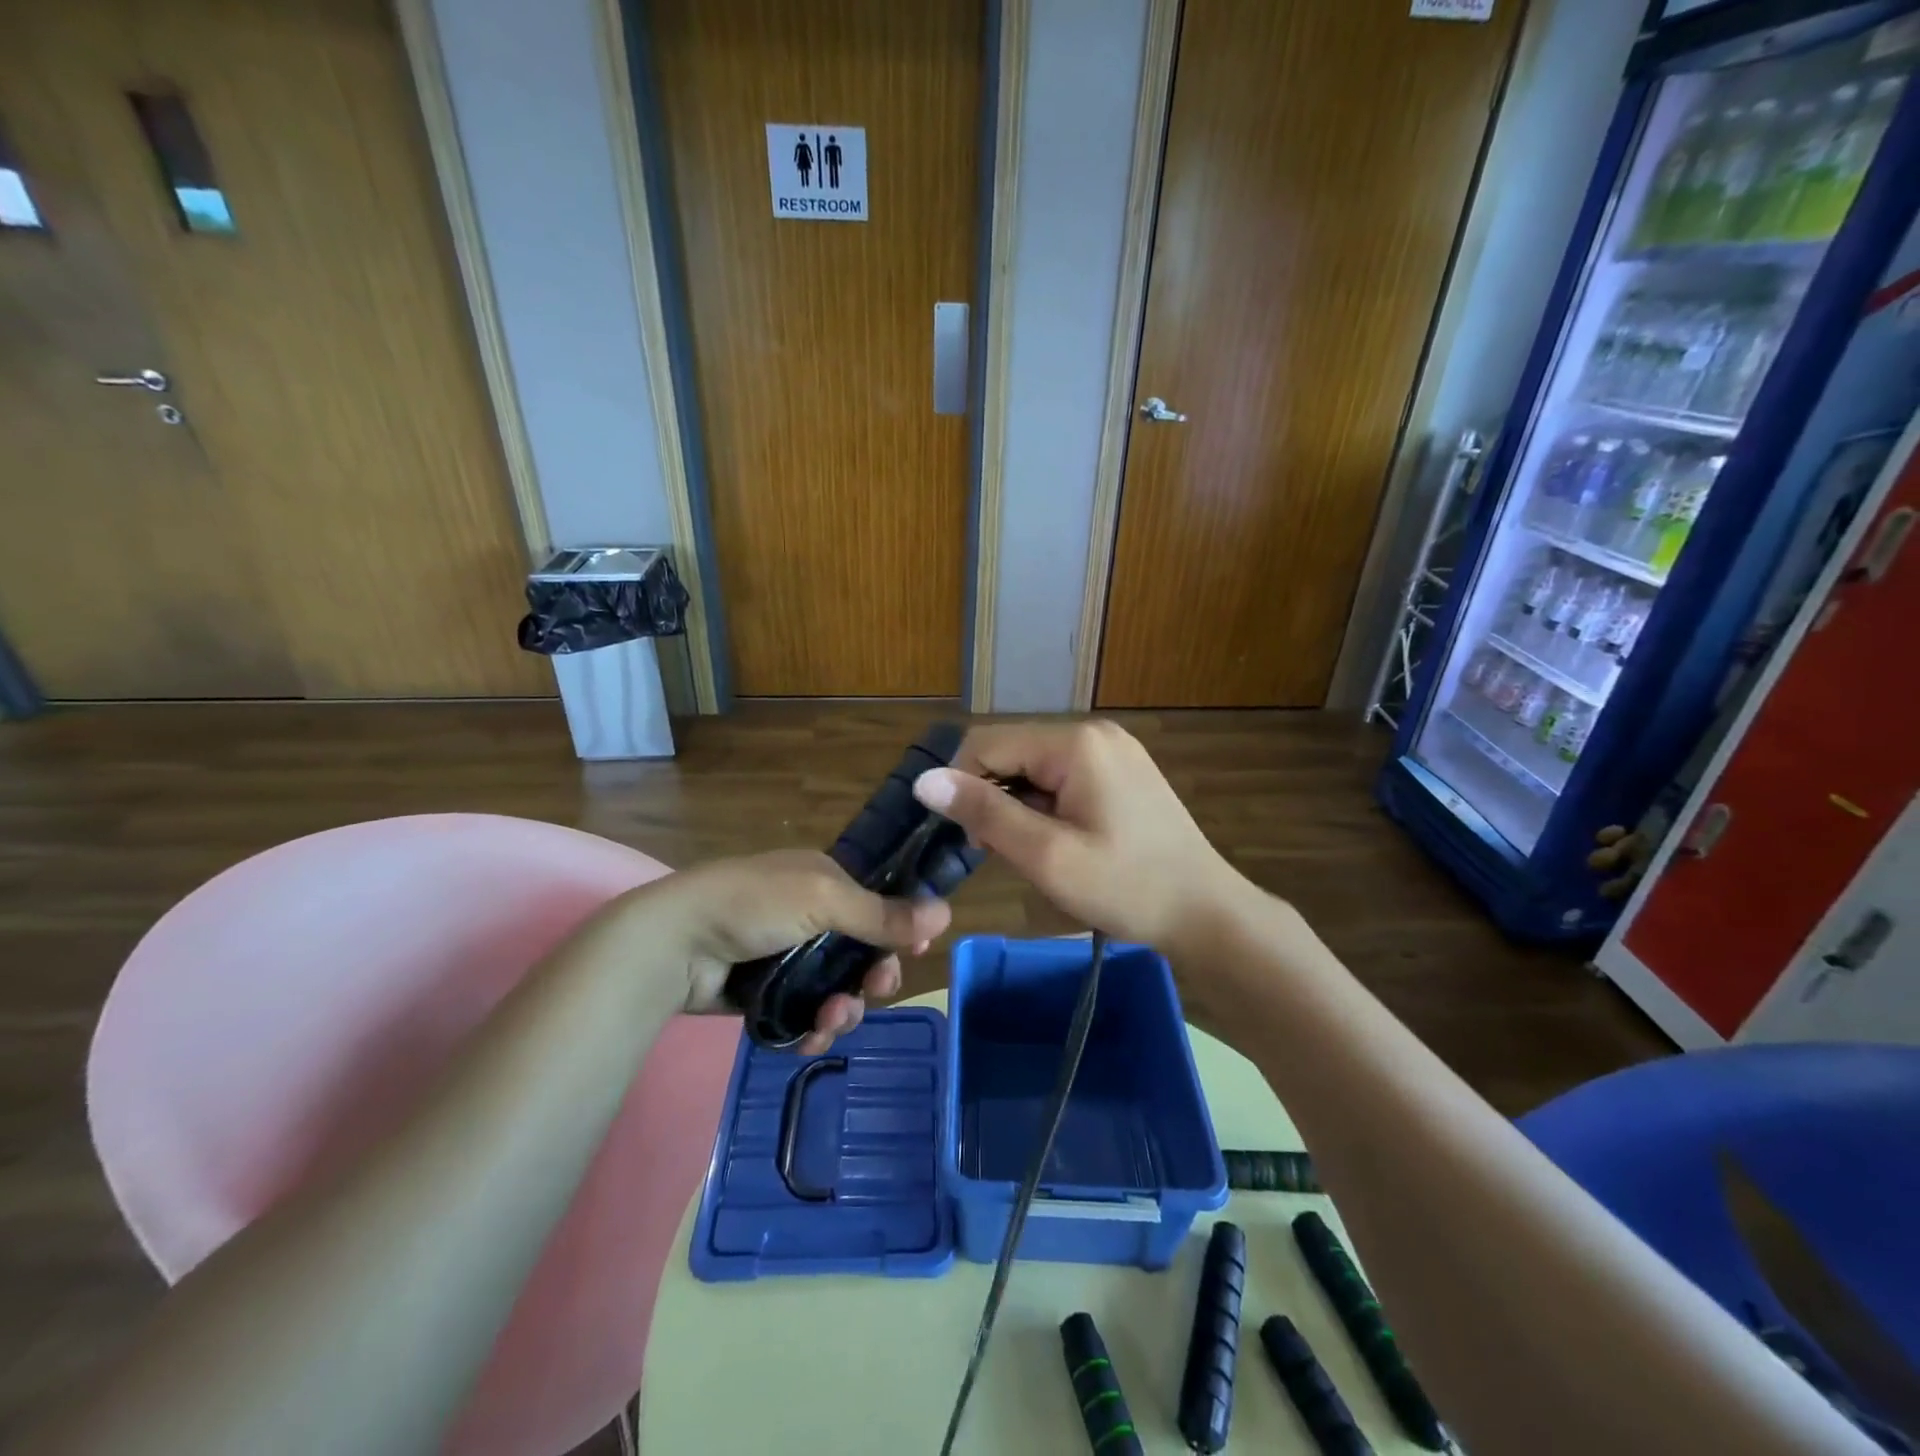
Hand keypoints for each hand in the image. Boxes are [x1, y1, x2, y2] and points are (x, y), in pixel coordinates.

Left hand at [624, 849, 951, 1054]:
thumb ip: (882, 913)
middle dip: (873, 976)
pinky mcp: (765, 994)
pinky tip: (809, 1039)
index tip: (915, 953)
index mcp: (822, 879)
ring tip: (830, 1022)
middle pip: (860, 952)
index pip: (876, 903)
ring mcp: (784, 956)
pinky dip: (812, 1030)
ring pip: (836, 990)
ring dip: (843, 1009)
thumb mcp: (822, 899)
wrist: (673, 944)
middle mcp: (807, 915)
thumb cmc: (752, 905)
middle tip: (876, 991)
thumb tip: (946, 914)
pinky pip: (805, 1016)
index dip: (898, 929)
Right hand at [911, 721, 1246, 958]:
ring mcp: (1112, 749)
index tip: (966, 838)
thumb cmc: (1127, 887)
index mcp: (1075, 742)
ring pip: (1034, 766)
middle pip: (1012, 751)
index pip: (987, 743)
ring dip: (1018, 804)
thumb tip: (925, 781)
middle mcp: (1093, 732)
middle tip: (1000, 852)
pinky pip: (1062, 776)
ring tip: (1032, 852)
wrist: (1207, 913)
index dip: (961, 785)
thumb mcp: (1047, 855)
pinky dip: (1045, 805)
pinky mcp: (1122, 770)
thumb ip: (984, 812)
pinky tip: (1056, 840)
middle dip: (992, 796)